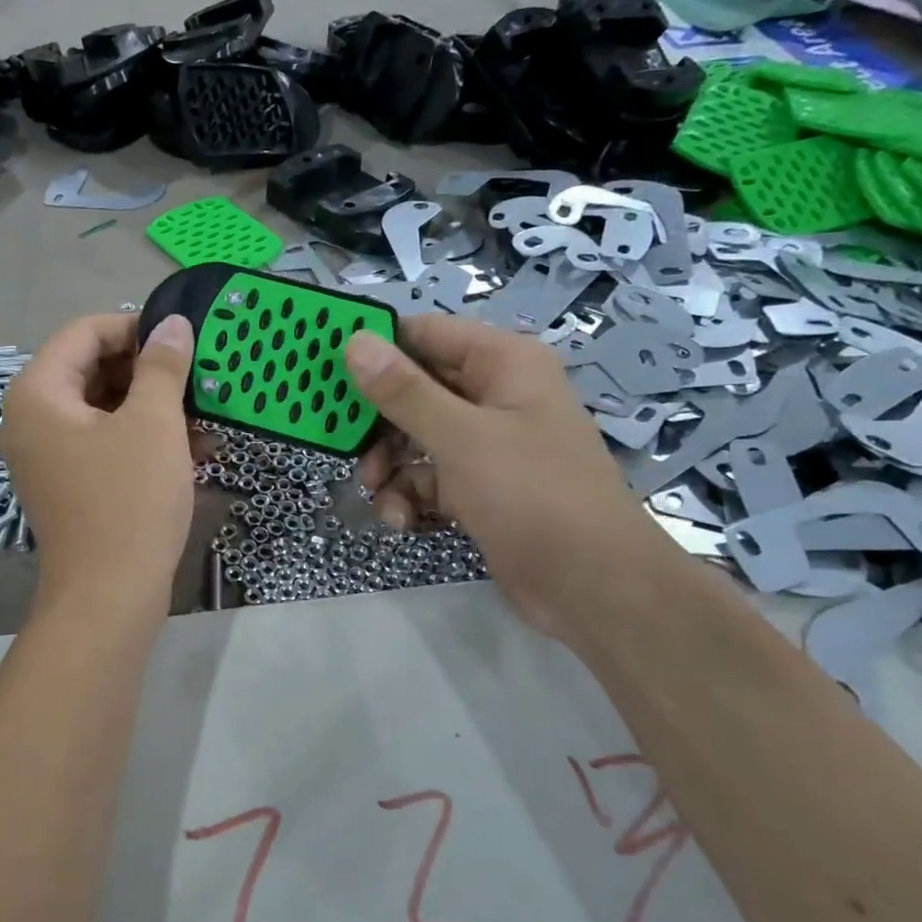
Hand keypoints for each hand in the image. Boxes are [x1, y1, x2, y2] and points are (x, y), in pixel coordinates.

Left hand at [2, 313, 197, 610]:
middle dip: (148, 371)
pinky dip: (145, 439)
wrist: (109, 598)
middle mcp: (33, 419)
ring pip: (104, 408)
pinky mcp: (70, 484)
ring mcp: (49, 455)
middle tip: (198, 376)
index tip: (182, 340)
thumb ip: (163, 366)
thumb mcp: (153, 424)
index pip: (84, 332)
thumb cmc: (129, 501)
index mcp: (38, 393)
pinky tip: (196, 449)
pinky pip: (106, 443)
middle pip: (92, 369)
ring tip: (206, 415)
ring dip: (154, 407)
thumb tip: (173, 325)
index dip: (135, 327)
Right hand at [346, 315, 679, 644]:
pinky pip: (430, 478)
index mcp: (502, 364)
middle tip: (345, 444)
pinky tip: (402, 521)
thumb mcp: (461, 438)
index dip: (376, 349)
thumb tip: (354, 341)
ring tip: (377, 492)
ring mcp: (488, 445)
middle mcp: (495, 396)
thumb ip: (403, 391)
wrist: (594, 587)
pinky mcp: (480, 488)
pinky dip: (411, 496)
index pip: (425, 335)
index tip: (327, 372)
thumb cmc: (532, 495)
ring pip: (416, 438)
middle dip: (378, 422)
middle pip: (415, 389)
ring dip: (390, 466)